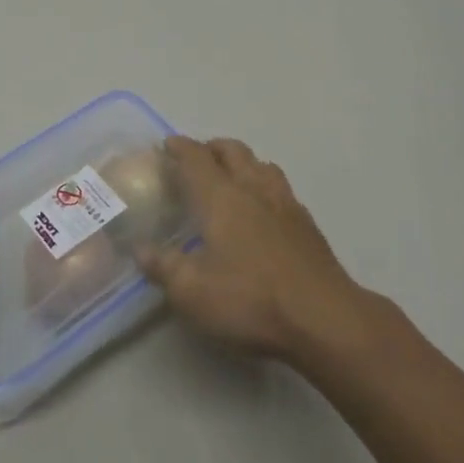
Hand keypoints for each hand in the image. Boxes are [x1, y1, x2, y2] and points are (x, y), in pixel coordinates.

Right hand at [137, 136, 366, 362]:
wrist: (323, 318)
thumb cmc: (250, 299)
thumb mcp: (192, 291)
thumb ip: (163, 266)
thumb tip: (140, 248)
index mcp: (221, 197)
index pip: (196, 158)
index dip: (180, 147)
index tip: (167, 144)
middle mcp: (253, 188)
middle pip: (232, 151)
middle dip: (212, 147)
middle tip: (197, 158)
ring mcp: (285, 203)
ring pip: (262, 164)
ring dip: (243, 162)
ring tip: (232, 177)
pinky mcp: (307, 224)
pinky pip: (281, 189)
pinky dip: (265, 186)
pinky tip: (264, 209)